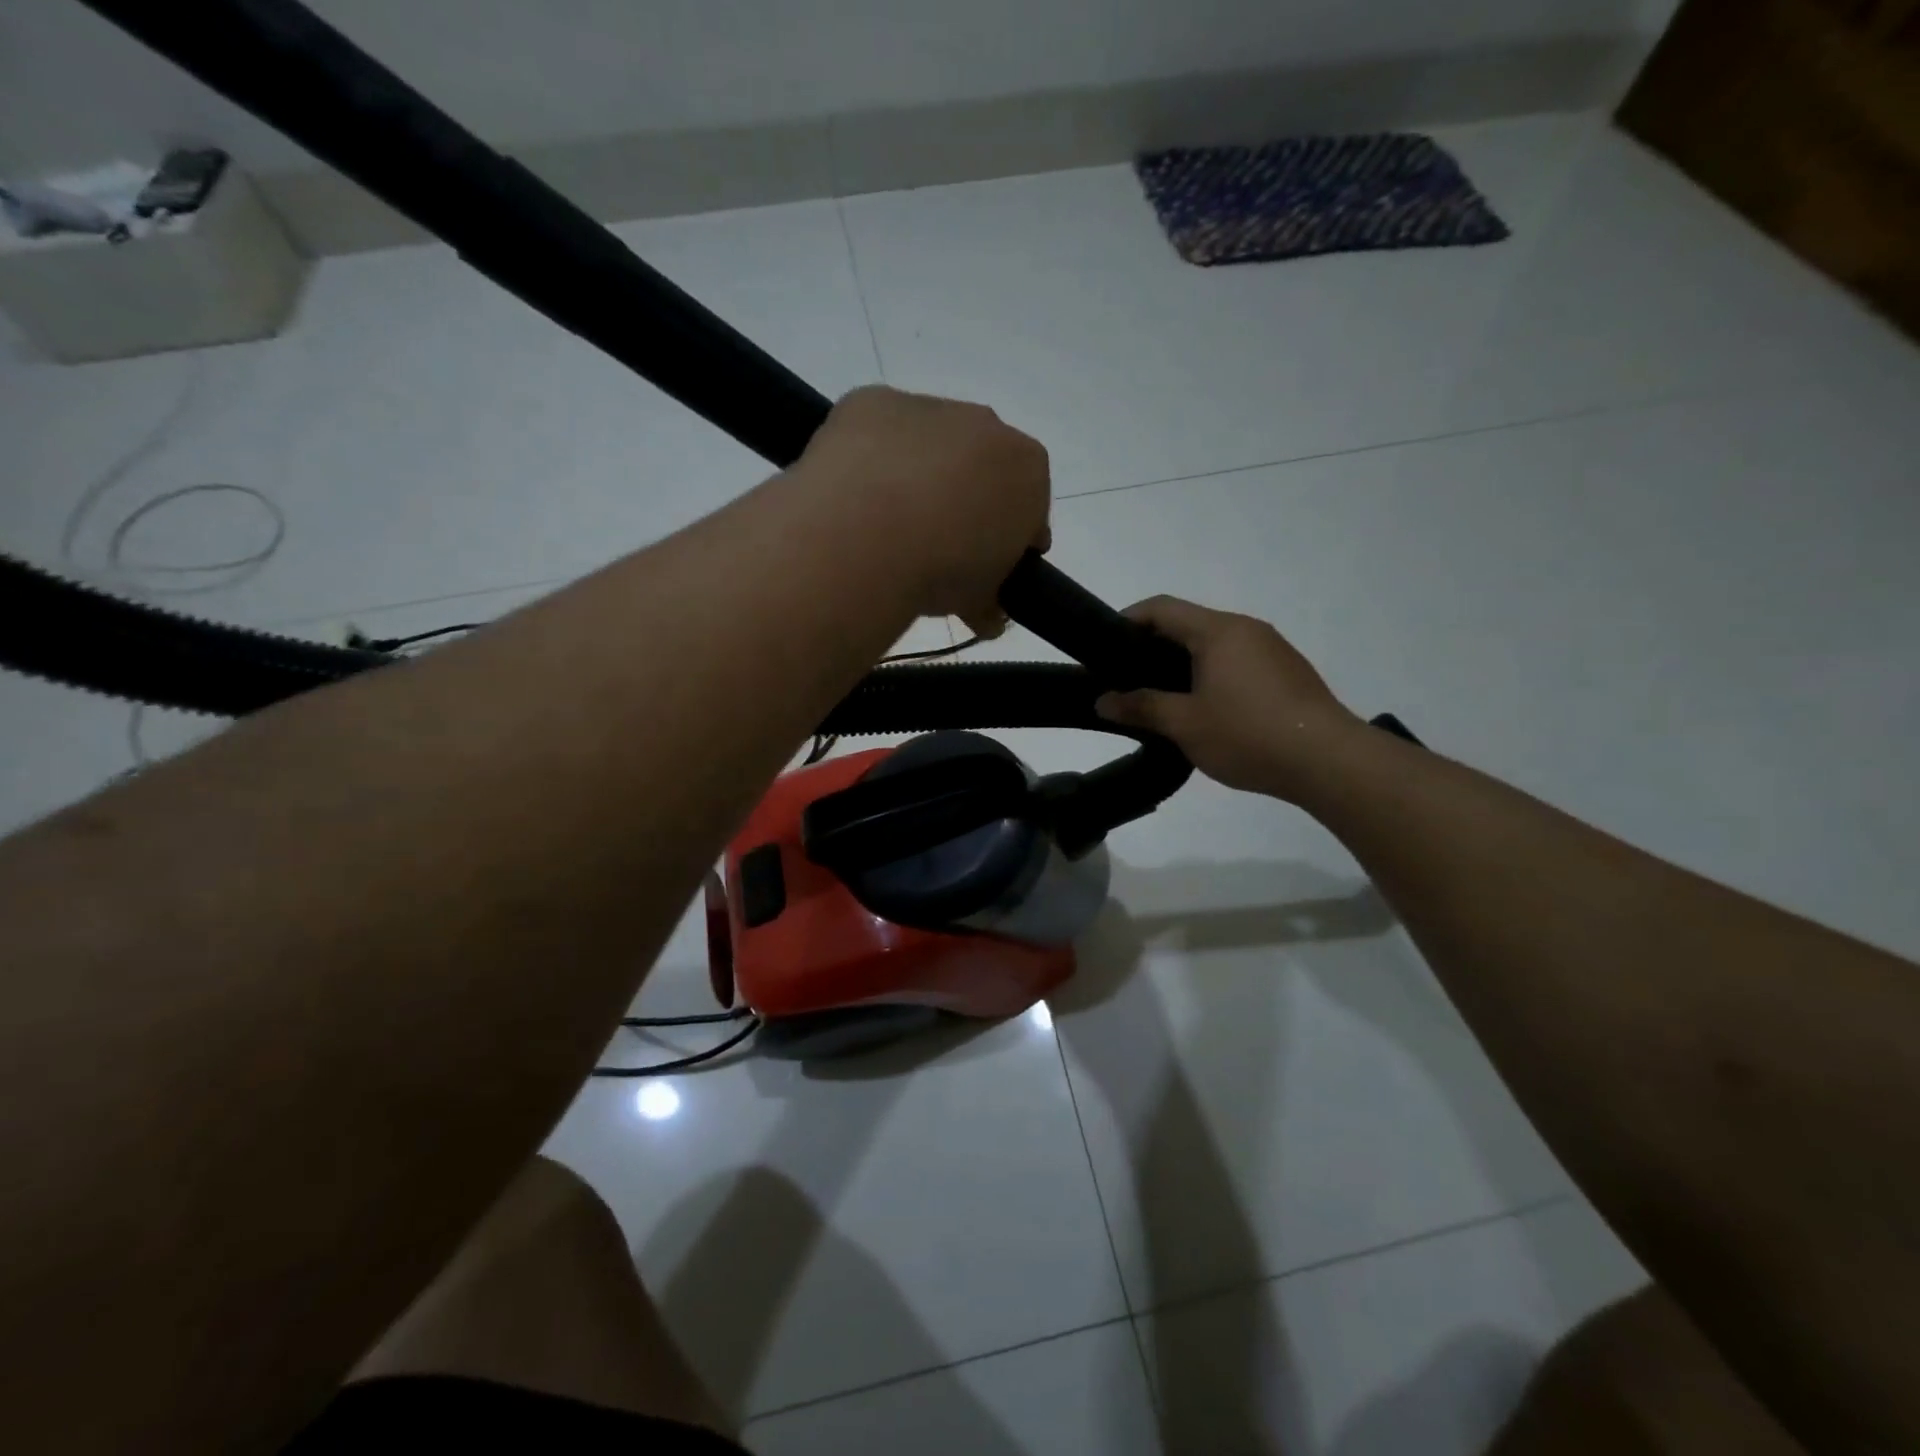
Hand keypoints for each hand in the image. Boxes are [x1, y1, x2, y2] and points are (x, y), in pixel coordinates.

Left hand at [797, 386, 1050, 634]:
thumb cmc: (941, 569)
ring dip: (918, 475)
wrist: (867, 535)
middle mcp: (986, 425)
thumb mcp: (980, 601)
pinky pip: (879, 431)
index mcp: (1028, 469)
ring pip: (930, 444)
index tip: (988, 566)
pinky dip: (872, 457)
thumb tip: (985, 615)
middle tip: (937, 545)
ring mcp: (928, 407)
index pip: (1030, 505)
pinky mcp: (872, 400)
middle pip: (982, 466)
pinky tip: (854, 493)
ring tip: (887, 524)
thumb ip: (991, 601)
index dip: (1010, 539)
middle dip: (966, 499)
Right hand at [1095, 596, 1361, 799]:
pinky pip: (1237, 662)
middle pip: (1189, 625)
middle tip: (1127, 679)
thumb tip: (1102, 701)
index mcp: (1218, 631)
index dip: (1128, 620)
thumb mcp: (1184, 724)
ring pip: (1215, 645)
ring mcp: (1272, 650)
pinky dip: (1211, 676)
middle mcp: (1246, 629)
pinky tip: (1205, 710)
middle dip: (1153, 647)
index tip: (1103, 645)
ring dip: (1183, 664)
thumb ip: (1140, 707)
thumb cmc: (1248, 734)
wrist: (1328, 761)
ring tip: (1162, 699)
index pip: (1162, 608)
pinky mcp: (1287, 673)